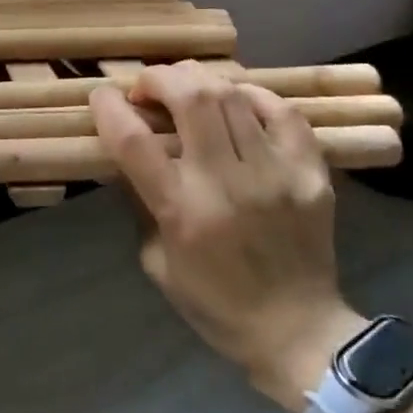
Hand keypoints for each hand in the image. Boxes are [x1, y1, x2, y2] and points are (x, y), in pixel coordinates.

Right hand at [92, 62, 363, 410]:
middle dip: (158, 78)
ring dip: (199, 81)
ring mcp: (275, 174)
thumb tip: (130, 152)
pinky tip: (237, 102)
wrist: (299, 334)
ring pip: (232, 95)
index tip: (101, 95)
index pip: (134, 140)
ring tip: (187, 90)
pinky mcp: (311, 174)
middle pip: (190, 98)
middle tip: (148, 88)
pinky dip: (254, 95)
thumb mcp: (157, 260)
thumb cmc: (215, 303)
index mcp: (182, 211)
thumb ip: (141, 202)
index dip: (109, 107)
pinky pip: (283, 112)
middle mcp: (227, 183)